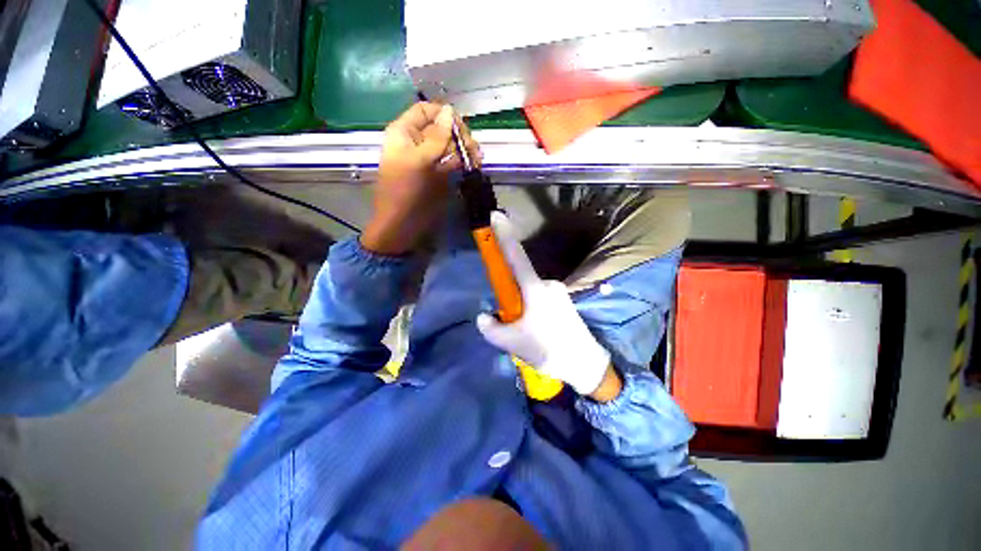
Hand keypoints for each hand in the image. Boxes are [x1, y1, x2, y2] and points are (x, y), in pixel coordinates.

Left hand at [361, 102, 478, 254]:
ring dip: (465, 148)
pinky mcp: (439, 174)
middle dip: (459, 135)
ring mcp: (430, 159)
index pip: (426, 111)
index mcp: (404, 132)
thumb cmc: (405, 190)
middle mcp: (418, 142)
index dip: (444, 115)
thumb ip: (436, 137)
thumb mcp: (419, 160)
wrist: (403, 223)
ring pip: (451, 144)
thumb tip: (450, 111)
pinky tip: (474, 165)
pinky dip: (464, 161)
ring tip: (477, 159)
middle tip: (472, 149)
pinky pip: (454, 161)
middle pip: (442, 128)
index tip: (462, 128)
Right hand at [476, 212, 619, 399]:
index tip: (496, 215)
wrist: (584, 364)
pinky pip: (538, 298)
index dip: (504, 235)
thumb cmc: (547, 349)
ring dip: (520, 306)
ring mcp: (557, 291)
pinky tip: (536, 331)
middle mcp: (547, 284)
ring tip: (526, 333)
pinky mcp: (563, 300)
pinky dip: (531, 309)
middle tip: (510, 322)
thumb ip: (491, 328)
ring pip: (528, 292)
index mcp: (535, 289)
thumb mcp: (511, 342)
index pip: (515, 256)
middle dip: (509, 296)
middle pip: (519, 280)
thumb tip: (483, 316)